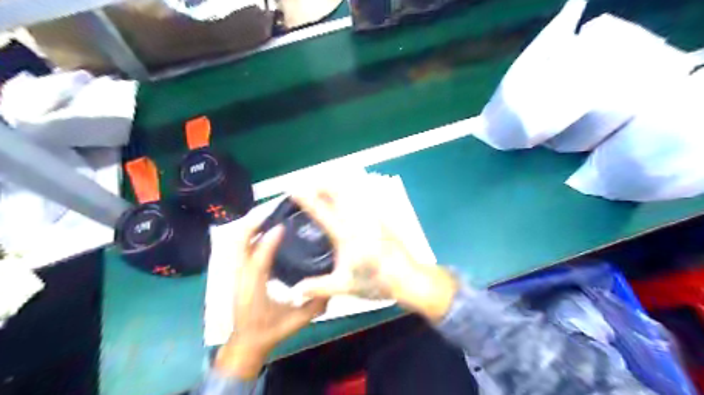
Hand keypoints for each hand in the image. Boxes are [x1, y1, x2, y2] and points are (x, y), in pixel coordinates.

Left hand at [214, 217, 329, 379]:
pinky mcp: (239, 271)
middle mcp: (241, 279)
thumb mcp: (296, 322)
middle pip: (238, 245)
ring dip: (252, 226)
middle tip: (272, 210)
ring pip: (237, 243)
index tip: (282, 227)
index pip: (257, 262)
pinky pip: (241, 246)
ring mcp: (237, 274)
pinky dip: (251, 234)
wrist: (246, 343)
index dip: (268, 243)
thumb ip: (314, 306)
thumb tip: (333, 289)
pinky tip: (266, 229)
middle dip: (252, 224)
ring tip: (270, 215)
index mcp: (254, 292)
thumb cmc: (270, 332)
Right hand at [290, 189, 459, 323]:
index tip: (294, 189)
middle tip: (310, 185)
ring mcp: (372, 217)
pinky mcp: (382, 218)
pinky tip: (349, 198)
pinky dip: (352, 193)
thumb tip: (294, 291)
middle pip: (338, 193)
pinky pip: (364, 199)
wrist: (409, 278)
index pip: (322, 212)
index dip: (307, 199)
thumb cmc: (377, 282)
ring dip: (337, 187)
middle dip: (323, 184)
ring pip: (352, 193)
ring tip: (326, 187)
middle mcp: (358, 220)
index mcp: (346, 235)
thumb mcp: (345, 286)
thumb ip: (318, 287)